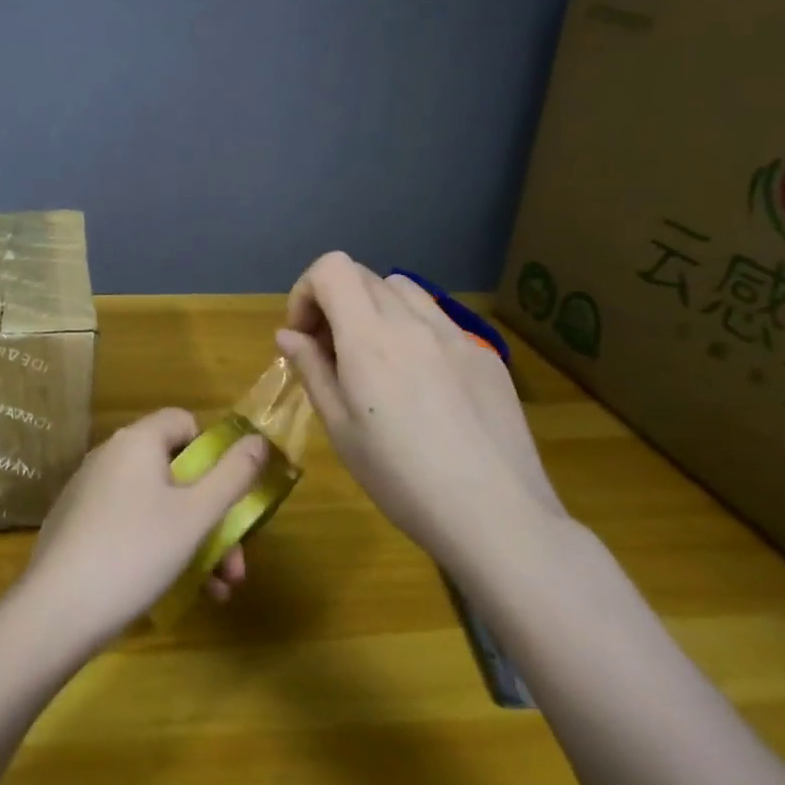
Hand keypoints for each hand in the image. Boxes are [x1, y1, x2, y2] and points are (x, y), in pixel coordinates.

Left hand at [24, 408, 265, 645]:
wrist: (57, 610)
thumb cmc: (136, 552)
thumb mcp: (197, 515)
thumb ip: (233, 475)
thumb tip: (258, 440)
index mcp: (137, 441)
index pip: (184, 421)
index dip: (213, 452)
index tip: (228, 494)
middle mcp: (110, 456)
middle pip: (175, 471)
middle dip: (213, 516)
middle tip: (235, 564)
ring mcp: (90, 492)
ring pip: (157, 505)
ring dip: (194, 541)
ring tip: (218, 590)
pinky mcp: (78, 526)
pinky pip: (130, 524)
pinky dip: (158, 548)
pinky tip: (178, 590)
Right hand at [276, 252, 567, 566]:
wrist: (496, 516)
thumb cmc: (401, 478)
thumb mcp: (340, 429)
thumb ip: (312, 369)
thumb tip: (288, 334)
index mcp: (370, 337)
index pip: (332, 268)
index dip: (306, 291)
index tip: (304, 335)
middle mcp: (413, 322)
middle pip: (364, 276)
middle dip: (335, 303)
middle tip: (331, 353)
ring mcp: (456, 334)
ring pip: (404, 290)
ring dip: (376, 309)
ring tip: (376, 360)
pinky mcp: (486, 355)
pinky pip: (439, 321)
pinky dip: (415, 332)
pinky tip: (423, 385)